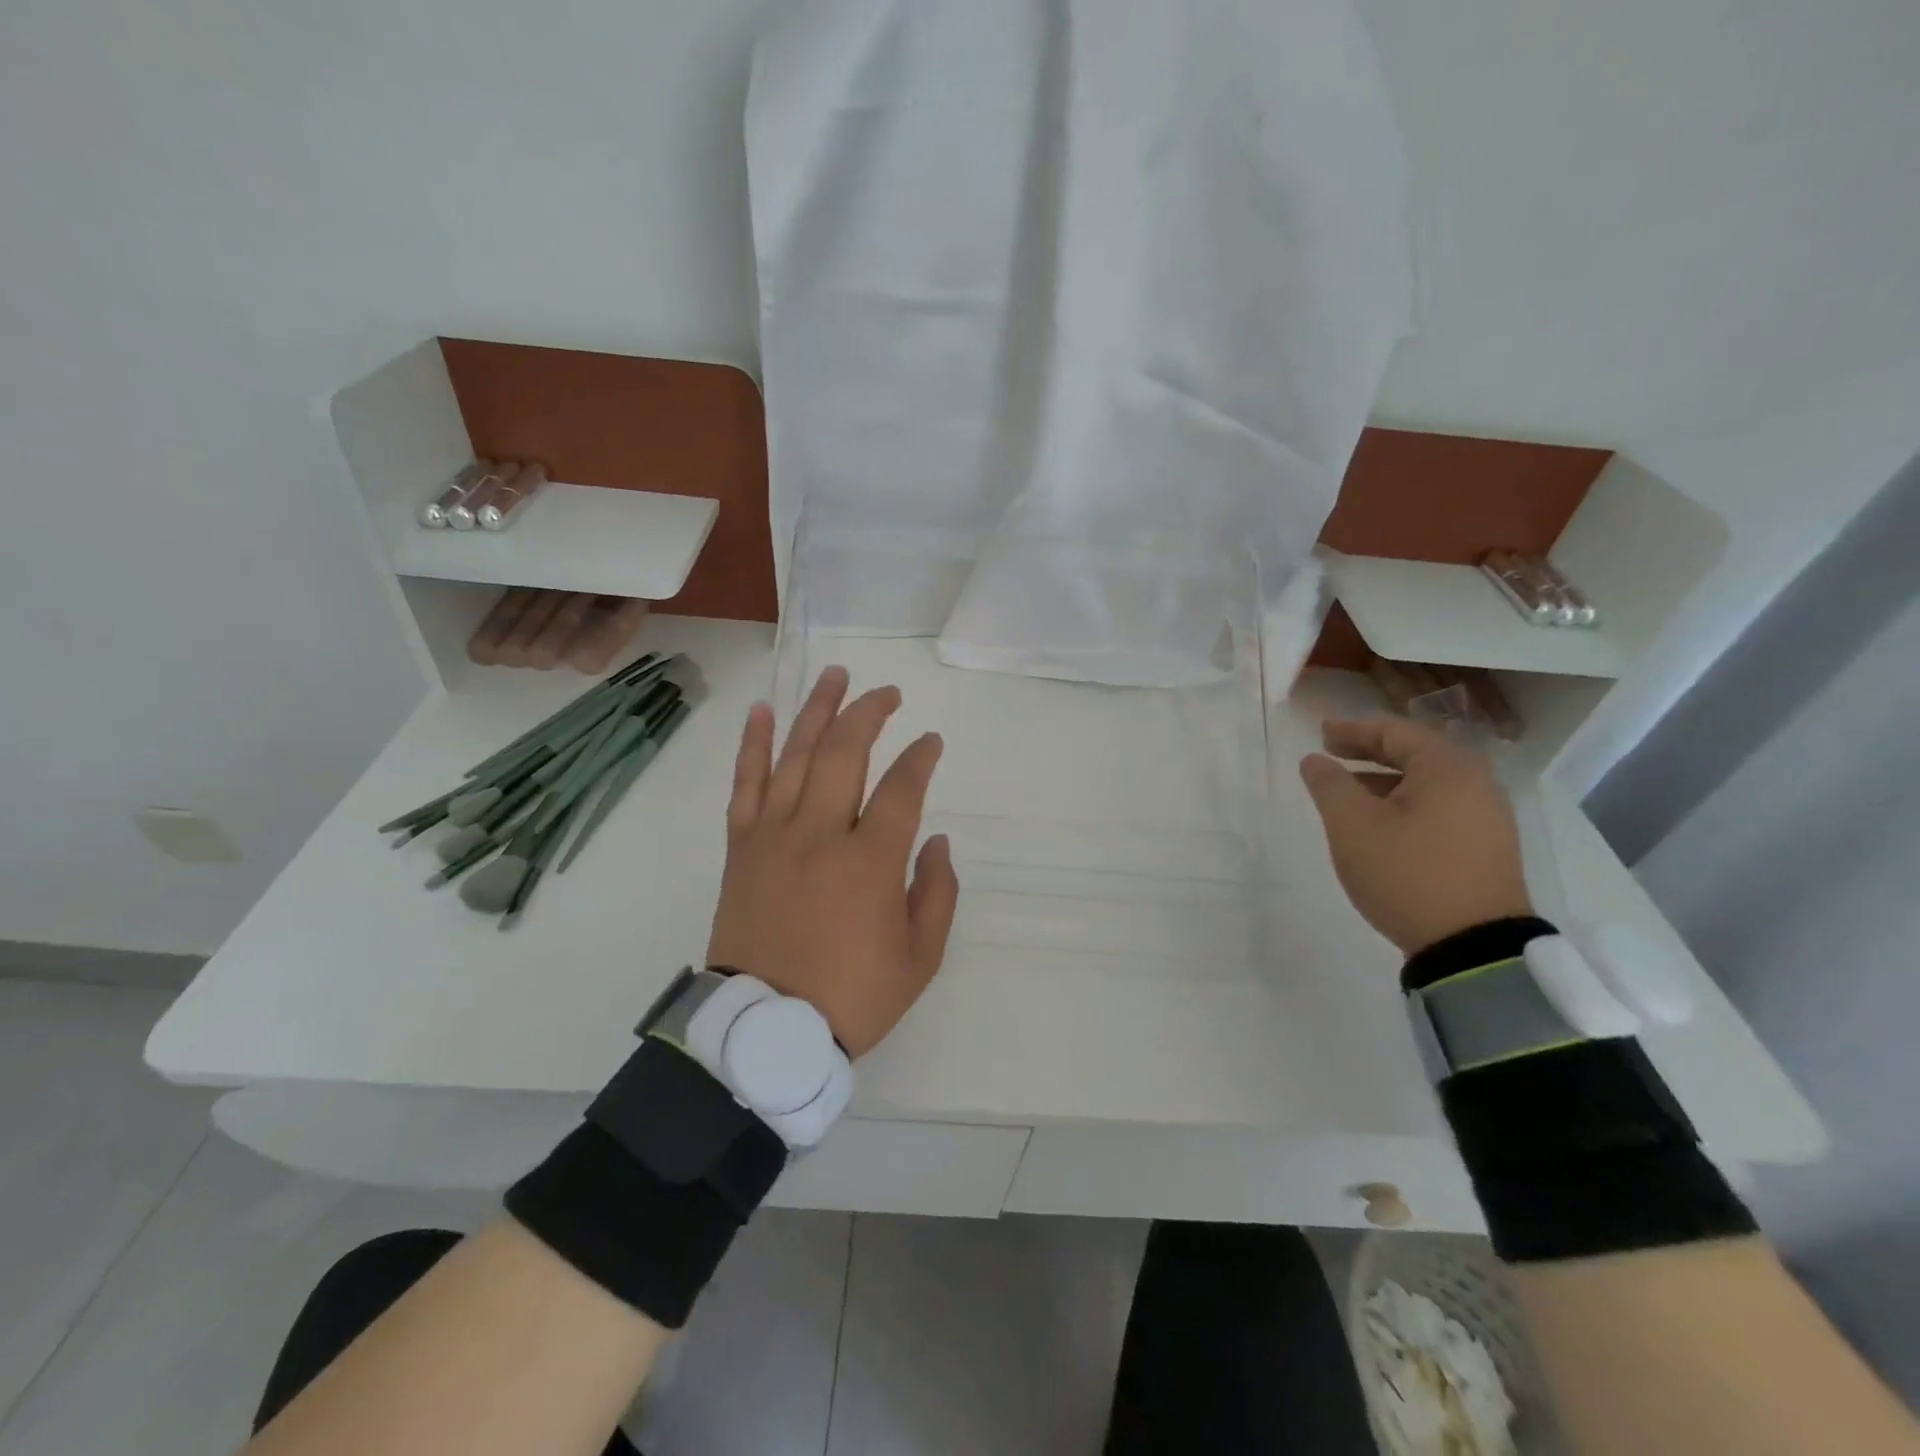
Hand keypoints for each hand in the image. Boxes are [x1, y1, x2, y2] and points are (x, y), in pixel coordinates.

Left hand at [706, 666, 959, 1056]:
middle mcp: (820, 834)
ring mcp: (774, 835)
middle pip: (844, 752)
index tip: (931, 742)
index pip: (902, 788)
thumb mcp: (919, 959)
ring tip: (835, 676)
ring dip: (816, 710)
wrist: (766, 1031)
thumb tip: (935, 840)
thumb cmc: (850, 997)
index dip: (921, 758)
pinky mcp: (741, 847)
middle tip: (887, 693)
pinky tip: (763, 711)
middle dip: (869, 713)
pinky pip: (745, 784)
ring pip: (795, 755)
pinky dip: (753, 744)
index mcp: (870, 862)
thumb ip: (937, 893)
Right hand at [1298, 717, 1532, 955]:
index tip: (1321, 734)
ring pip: (1427, 784)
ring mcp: (1487, 818)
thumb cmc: (1406, 872)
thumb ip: (1329, 784)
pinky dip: (1405, 804)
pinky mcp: (1486, 848)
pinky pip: (1439, 808)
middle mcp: (1476, 784)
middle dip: (1370, 752)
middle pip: (1416, 754)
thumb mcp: (1352, 825)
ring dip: (1385, 781)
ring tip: (1349, 792)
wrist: (1472, 947)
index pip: (1395, 732)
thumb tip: (1315, 760)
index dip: (1353, 730)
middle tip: (1333, 755)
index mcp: (1447, 768)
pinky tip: (1381, 824)